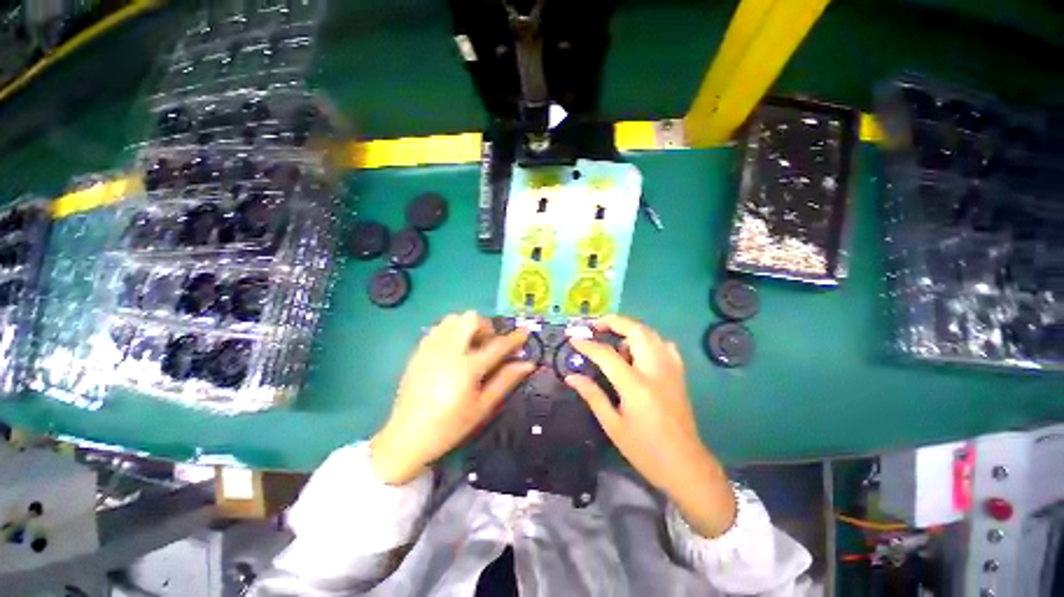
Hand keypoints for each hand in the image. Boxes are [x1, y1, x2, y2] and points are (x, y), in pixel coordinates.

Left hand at [371, 311, 533, 485]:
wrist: (406, 437)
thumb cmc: (450, 426)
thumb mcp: (482, 407)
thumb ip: (506, 380)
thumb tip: (528, 364)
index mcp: (467, 368)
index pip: (497, 345)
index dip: (514, 338)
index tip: (524, 333)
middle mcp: (448, 352)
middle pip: (471, 319)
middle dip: (486, 326)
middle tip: (489, 344)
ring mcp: (430, 349)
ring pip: (453, 319)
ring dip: (467, 327)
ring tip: (471, 346)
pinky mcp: (418, 351)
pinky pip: (438, 328)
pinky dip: (451, 331)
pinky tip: (453, 350)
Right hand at [567, 315, 735, 537]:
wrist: (686, 466)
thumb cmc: (645, 450)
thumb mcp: (613, 425)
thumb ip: (592, 395)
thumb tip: (571, 377)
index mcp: (636, 385)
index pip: (607, 354)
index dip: (587, 344)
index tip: (573, 339)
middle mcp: (655, 370)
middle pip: (636, 330)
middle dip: (613, 322)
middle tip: (595, 327)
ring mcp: (671, 369)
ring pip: (651, 333)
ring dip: (629, 329)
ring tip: (613, 340)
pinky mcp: (679, 374)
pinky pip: (663, 345)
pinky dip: (648, 340)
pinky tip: (638, 352)